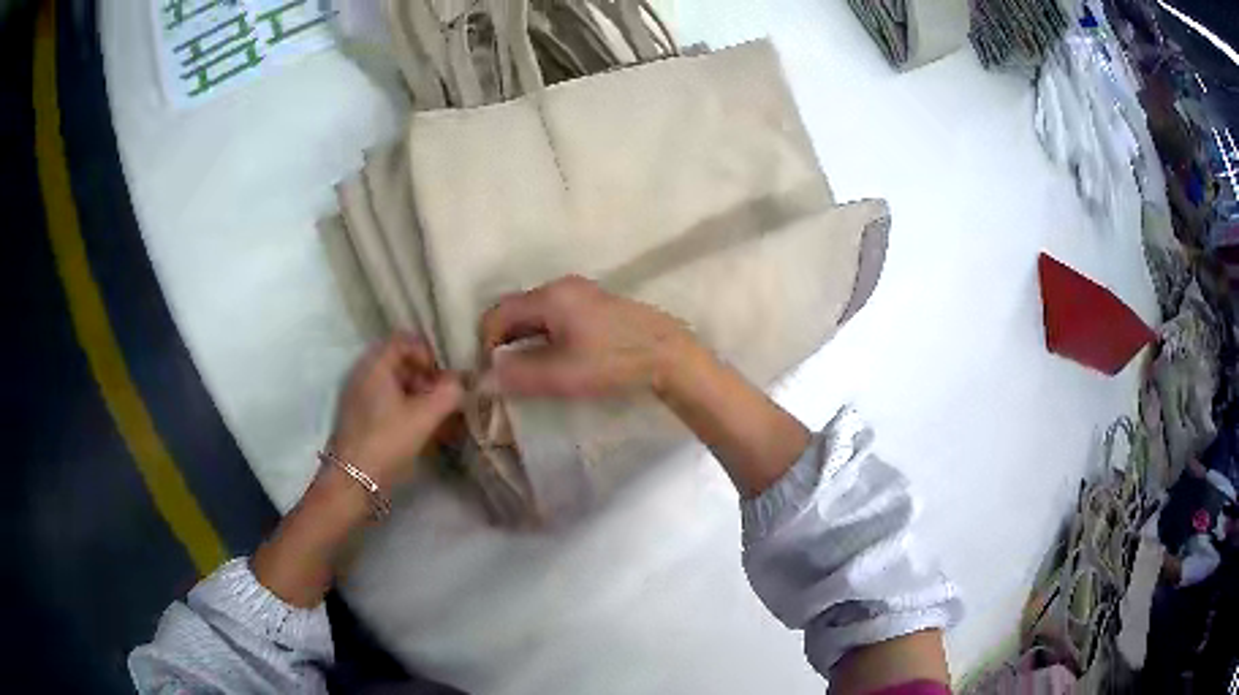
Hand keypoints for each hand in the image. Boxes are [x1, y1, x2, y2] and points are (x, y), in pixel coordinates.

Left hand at [253, 334, 461, 607]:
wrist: (351, 483)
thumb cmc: (386, 443)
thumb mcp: (424, 417)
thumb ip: (449, 394)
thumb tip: (463, 382)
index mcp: (374, 365)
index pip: (405, 340)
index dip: (429, 354)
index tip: (443, 379)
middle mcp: (362, 373)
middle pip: (400, 361)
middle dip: (426, 377)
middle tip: (443, 400)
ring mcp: (357, 396)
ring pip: (393, 384)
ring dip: (417, 395)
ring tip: (436, 419)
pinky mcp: (357, 417)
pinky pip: (384, 401)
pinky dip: (404, 409)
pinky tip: (418, 432)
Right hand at [479, 275, 694, 397]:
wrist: (669, 355)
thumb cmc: (613, 362)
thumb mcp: (561, 375)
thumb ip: (517, 376)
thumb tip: (482, 380)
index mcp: (550, 296)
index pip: (497, 314)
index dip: (486, 344)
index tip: (492, 374)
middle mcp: (562, 286)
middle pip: (516, 311)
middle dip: (505, 343)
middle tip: (508, 375)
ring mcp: (582, 292)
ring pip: (536, 314)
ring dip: (525, 341)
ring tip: (530, 371)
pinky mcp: (596, 305)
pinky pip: (555, 316)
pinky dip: (545, 336)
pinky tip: (556, 359)